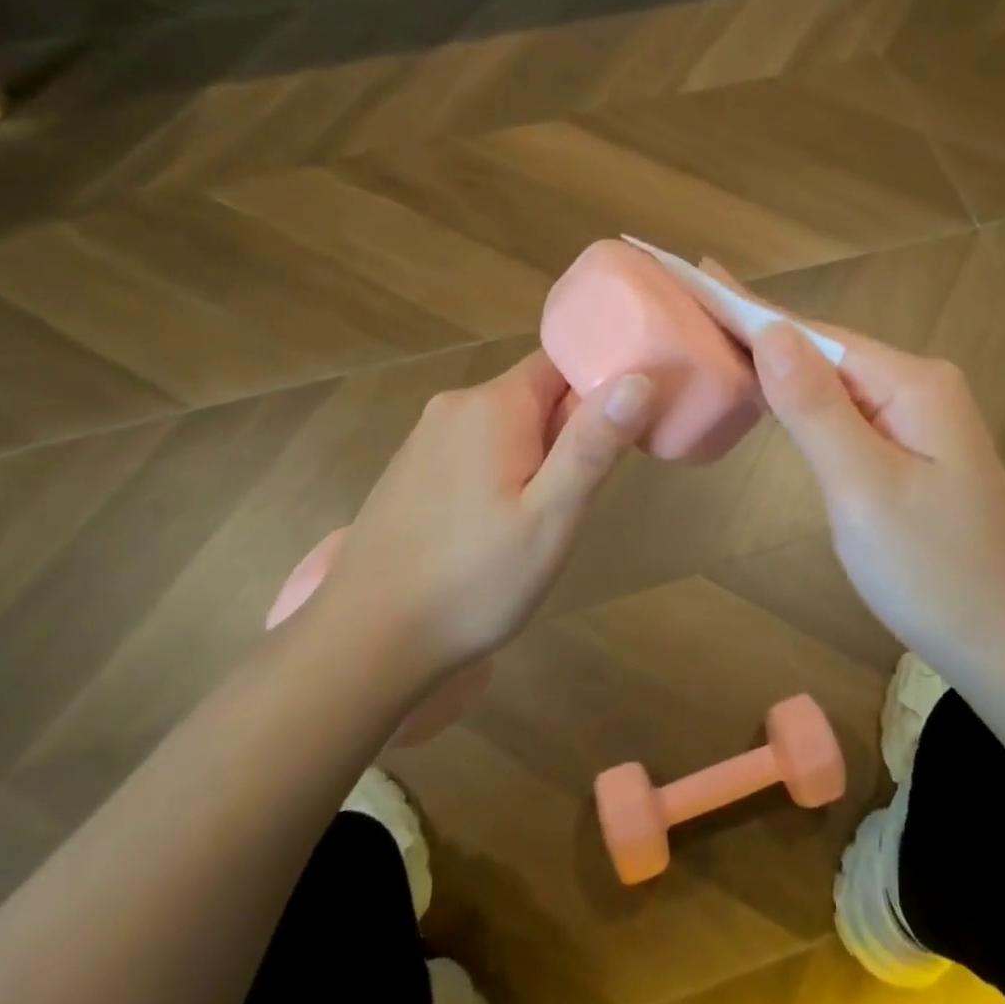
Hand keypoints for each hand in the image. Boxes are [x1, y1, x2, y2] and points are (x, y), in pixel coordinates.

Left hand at [312, 350, 652, 676]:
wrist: (366, 641)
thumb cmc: (474, 580)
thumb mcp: (552, 517)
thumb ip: (594, 444)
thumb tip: (639, 377)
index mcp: (493, 405)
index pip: (561, 362)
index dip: (597, 389)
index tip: (617, 437)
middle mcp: (454, 406)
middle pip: (533, 393)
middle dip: (566, 432)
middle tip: (577, 497)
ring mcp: (425, 438)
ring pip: (504, 424)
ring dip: (533, 455)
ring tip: (539, 518)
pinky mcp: (409, 469)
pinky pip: (472, 449)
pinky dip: (498, 471)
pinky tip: (493, 527)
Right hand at [703, 263, 1004, 658]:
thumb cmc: (933, 570)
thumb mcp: (864, 487)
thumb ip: (814, 408)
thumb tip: (769, 330)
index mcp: (913, 383)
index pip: (814, 335)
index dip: (750, 308)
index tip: (698, 274)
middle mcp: (919, 386)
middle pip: (823, 350)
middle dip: (758, 328)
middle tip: (693, 303)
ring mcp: (918, 418)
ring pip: (832, 381)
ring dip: (776, 363)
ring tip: (717, 336)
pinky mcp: (911, 450)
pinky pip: (845, 411)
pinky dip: (801, 400)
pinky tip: (771, 390)